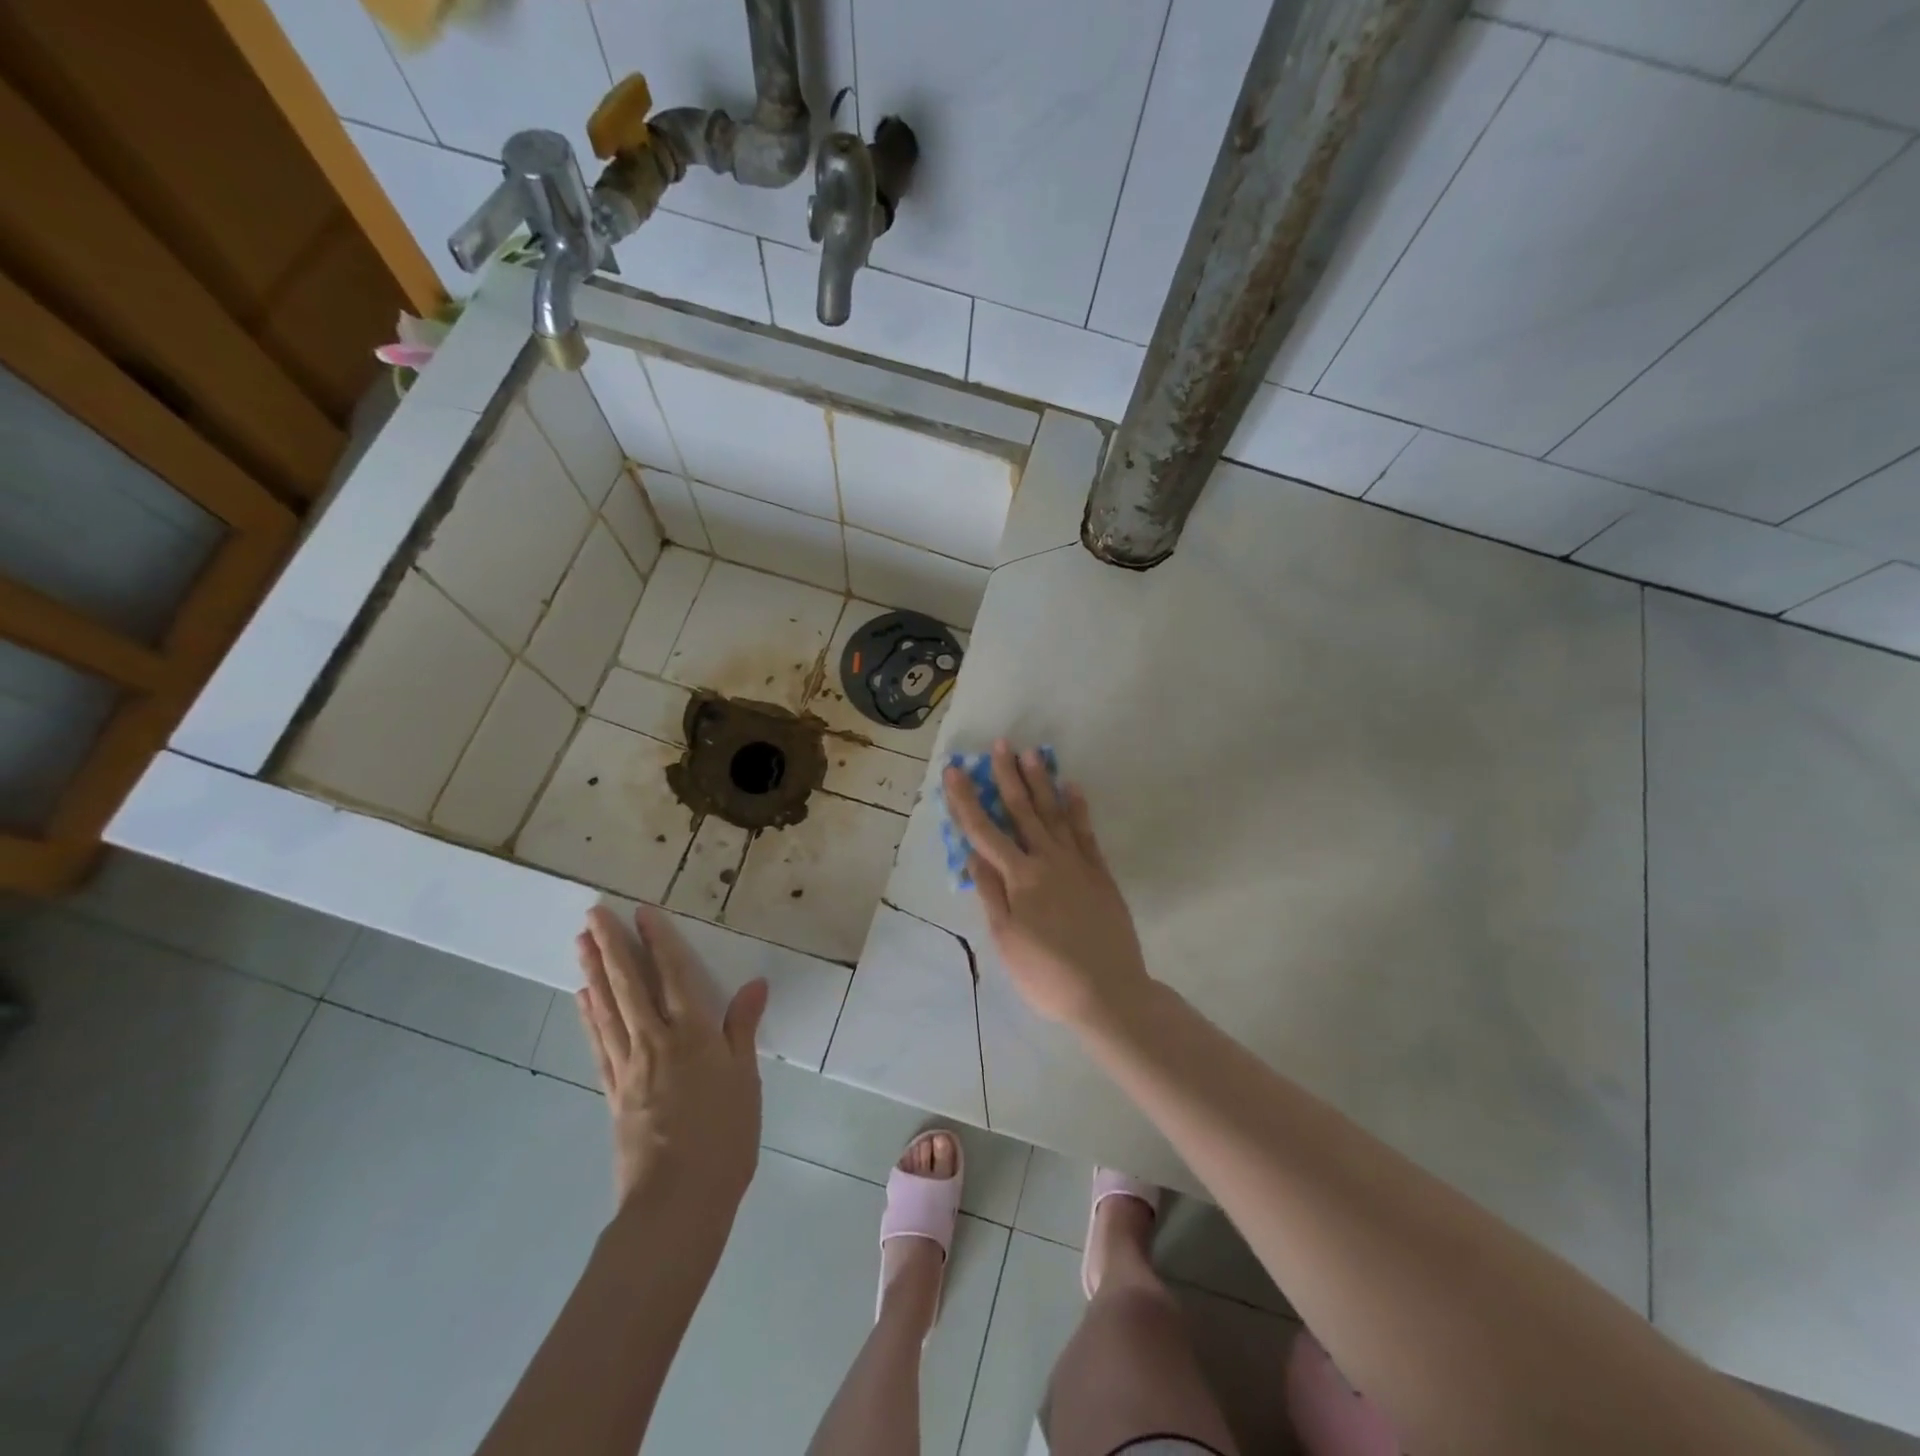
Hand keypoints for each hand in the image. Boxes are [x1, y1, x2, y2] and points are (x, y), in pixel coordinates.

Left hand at [574, 905, 768, 1210]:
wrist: (676, 1203)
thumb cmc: (724, 1138)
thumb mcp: (746, 1080)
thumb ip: (743, 1028)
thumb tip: (755, 983)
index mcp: (693, 1035)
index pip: (674, 976)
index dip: (659, 942)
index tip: (643, 912)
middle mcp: (655, 1042)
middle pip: (630, 985)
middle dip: (612, 946)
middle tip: (593, 913)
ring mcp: (628, 1066)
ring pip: (608, 1009)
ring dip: (594, 972)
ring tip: (580, 942)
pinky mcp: (613, 1092)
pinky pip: (599, 1044)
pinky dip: (589, 1016)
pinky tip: (582, 998)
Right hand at [943, 741, 1151, 1027]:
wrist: (1109, 992)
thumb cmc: (1047, 974)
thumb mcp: (1007, 940)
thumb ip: (991, 893)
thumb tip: (973, 855)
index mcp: (1020, 877)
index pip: (985, 831)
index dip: (966, 800)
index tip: (954, 771)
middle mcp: (1048, 860)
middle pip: (1023, 811)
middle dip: (1007, 776)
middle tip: (1000, 745)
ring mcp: (1078, 863)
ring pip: (1055, 813)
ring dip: (1042, 782)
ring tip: (1033, 754)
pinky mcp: (1100, 872)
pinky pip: (1087, 831)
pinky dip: (1078, 807)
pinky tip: (1073, 788)